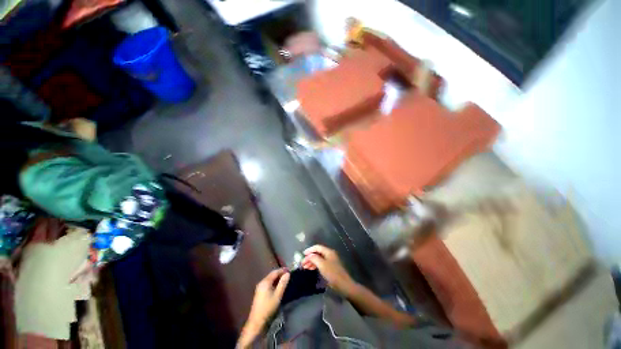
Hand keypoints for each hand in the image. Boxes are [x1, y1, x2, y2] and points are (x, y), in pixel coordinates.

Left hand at [245, 268, 290, 332]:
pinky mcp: (259, 293)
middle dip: (280, 274)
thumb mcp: (278, 295)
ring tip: (285, 280)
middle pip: (272, 275)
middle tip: (288, 275)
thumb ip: (283, 283)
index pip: (275, 272)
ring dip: (277, 278)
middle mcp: (261, 282)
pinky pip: (268, 284)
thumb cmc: (268, 308)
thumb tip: (287, 273)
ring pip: (270, 279)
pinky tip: (278, 286)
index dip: (282, 270)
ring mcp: (259, 288)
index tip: (289, 270)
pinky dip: (274, 283)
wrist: (257, 322)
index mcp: (265, 282)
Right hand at [301, 245, 355, 295]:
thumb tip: (308, 255)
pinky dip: (315, 265)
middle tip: (303, 263)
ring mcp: (330, 261)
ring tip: (305, 267)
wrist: (343, 285)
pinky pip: (321, 263)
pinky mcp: (330, 267)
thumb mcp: (322, 265)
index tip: (303, 254)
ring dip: (312, 262)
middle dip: (310, 257)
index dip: (310, 250)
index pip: (317, 247)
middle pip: (318, 253)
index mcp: (328, 252)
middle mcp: (329, 254)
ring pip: (319, 258)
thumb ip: (314, 258)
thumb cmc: (332, 273)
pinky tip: (311, 269)